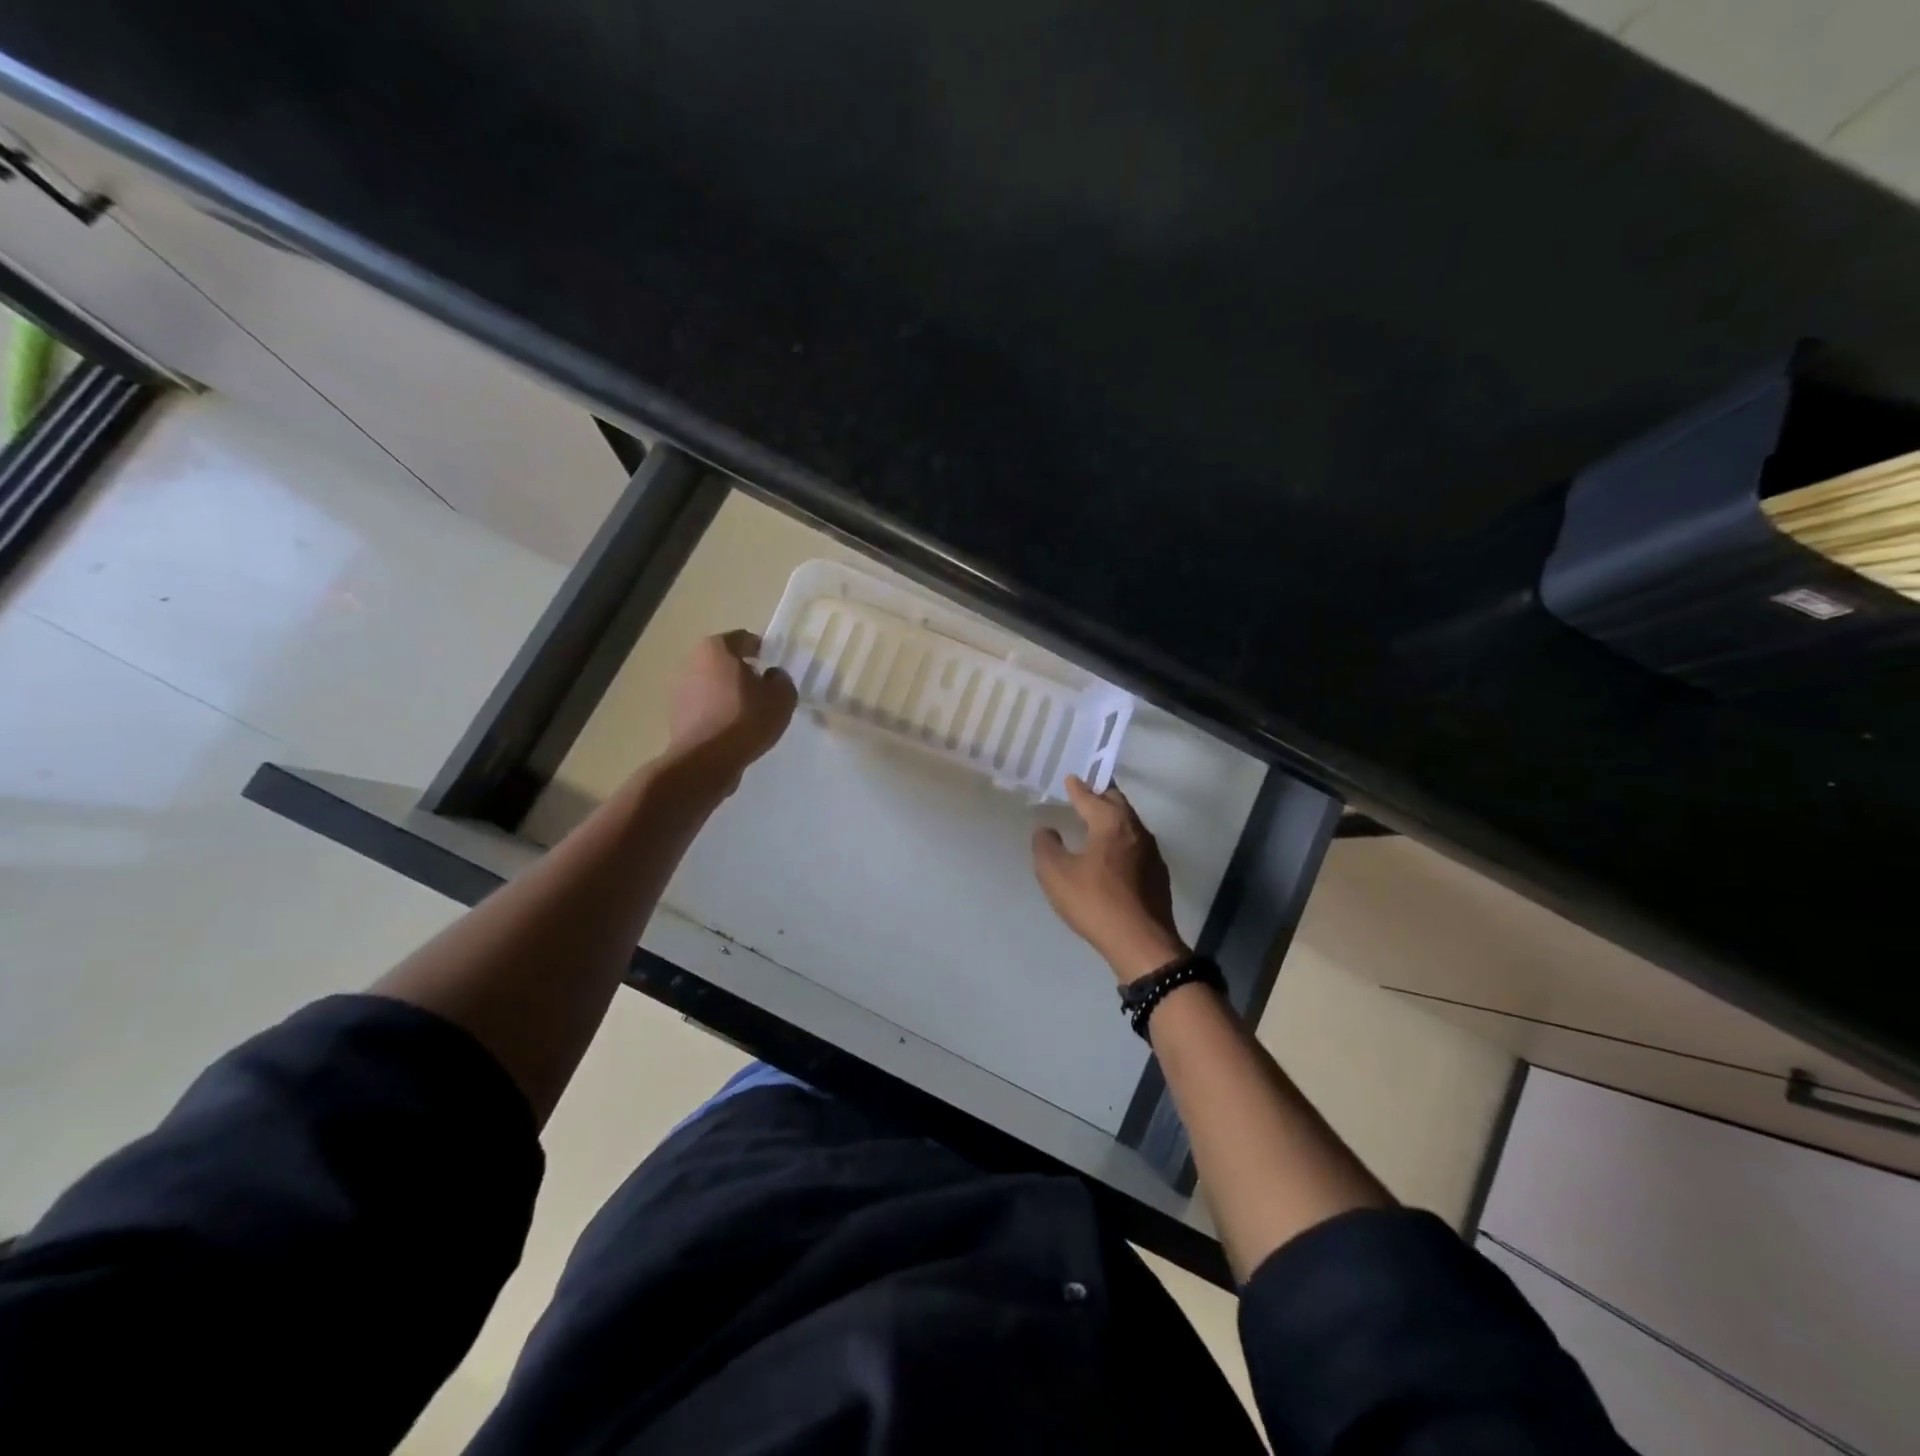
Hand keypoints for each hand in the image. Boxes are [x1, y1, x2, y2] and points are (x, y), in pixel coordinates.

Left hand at [666, 631, 796, 787]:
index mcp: (717, 648)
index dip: (761, 650)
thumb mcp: (782, 697)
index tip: (772, 665)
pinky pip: (704, 706)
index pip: (744, 639)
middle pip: (724, 660)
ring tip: (747, 712)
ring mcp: (680, 688)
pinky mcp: (676, 714)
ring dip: (727, 692)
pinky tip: (732, 728)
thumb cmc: (746, 718)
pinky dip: (716, 711)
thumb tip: (771, 676)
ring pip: (712, 683)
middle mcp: (692, 661)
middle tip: (762, 688)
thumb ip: (781, 679)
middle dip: (742, 671)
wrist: (706, 759)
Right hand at [1033, 776, 1187, 983]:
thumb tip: (1046, 829)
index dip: (1077, 788)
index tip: (1070, 779)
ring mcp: (1152, 852)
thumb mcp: (1056, 874)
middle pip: (1118, 803)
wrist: (1142, 943)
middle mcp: (1136, 830)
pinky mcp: (1158, 874)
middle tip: (1084, 796)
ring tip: (1095, 824)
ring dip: (1113, 819)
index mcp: (1111, 823)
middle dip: (1100, 796)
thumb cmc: (1095, 902)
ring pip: (1130, 824)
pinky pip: (1136, 845)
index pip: (1091, 796)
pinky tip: (1112, 856)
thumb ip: (1046, 846)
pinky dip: (1121, 841)